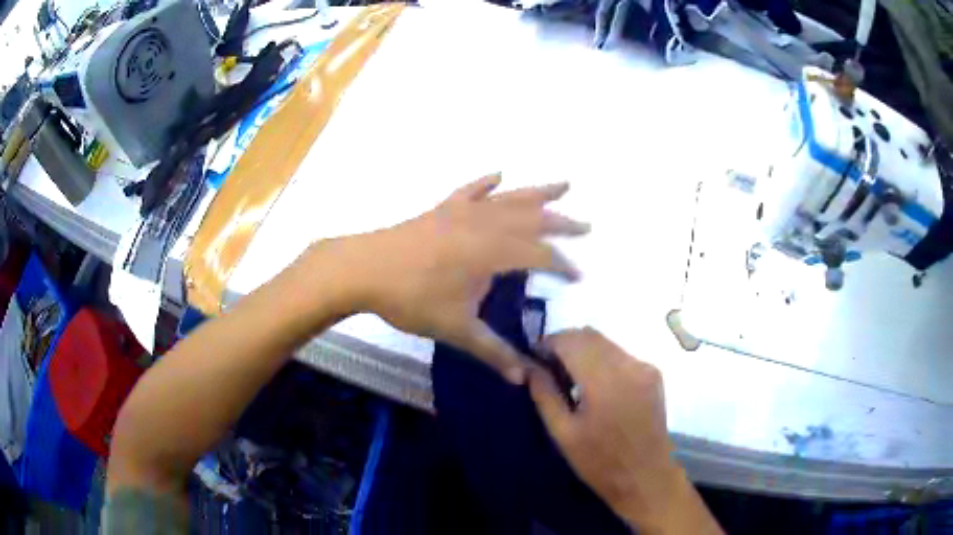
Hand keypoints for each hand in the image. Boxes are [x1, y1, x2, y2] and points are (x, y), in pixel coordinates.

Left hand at [330, 174, 588, 382]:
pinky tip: (498, 174)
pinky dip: (486, 182)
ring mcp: (462, 211)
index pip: (539, 255)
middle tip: (586, 225)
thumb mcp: (456, 329)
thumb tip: (523, 380)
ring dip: (537, 193)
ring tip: (564, 184)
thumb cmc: (411, 298)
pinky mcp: (442, 209)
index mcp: (493, 252)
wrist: (364, 269)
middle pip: (532, 219)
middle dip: (562, 222)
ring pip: (508, 198)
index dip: (562, 265)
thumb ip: (492, 352)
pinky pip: (470, 190)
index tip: (579, 276)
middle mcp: (484, 224)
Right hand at [529, 328, 721, 533]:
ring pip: (606, 342)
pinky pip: (621, 354)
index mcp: (604, 380)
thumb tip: (530, 367)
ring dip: (584, 350)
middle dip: (565, 343)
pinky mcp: (654, 374)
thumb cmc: (600, 461)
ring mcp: (644, 367)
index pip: (571, 341)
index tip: (534, 356)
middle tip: (549, 366)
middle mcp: (628, 364)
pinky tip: (596, 384)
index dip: (549, 342)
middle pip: (590, 335)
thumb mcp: (563, 433)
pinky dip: (602, 359)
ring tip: (571, 376)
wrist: (646, 477)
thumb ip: (545, 395)